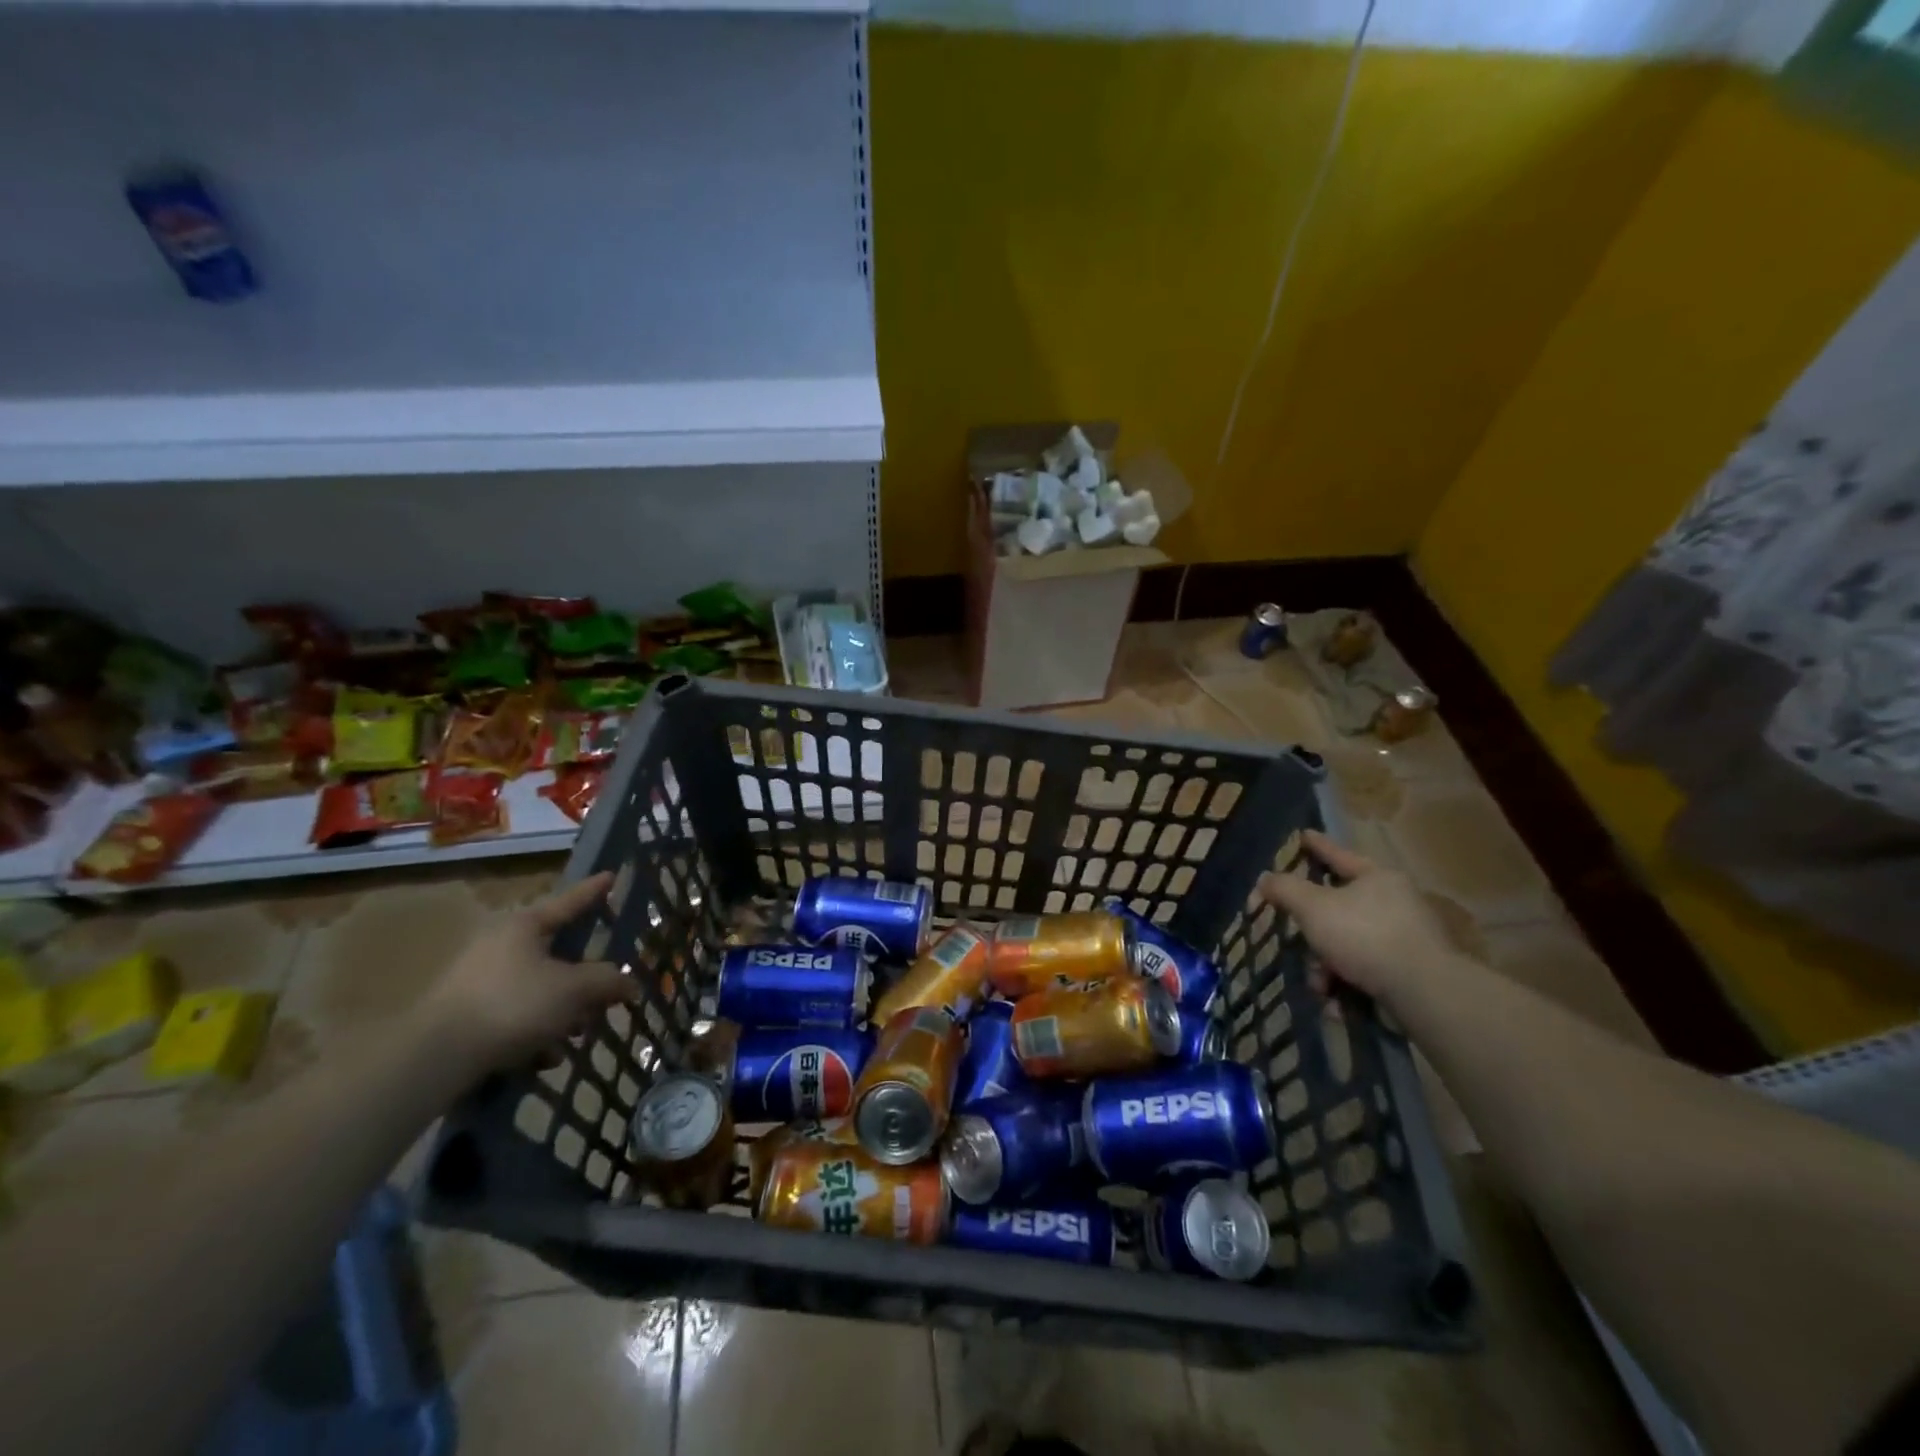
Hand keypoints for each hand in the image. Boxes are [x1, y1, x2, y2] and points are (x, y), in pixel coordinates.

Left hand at [419, 872, 638, 1075]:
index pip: (569, 901)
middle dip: (584, 978)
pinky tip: (544, 1057)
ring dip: (562, 1010)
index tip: (611, 875)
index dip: (594, 891)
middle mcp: (499, 944)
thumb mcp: (574, 990)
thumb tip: (629, 983)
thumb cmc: (513, 1005)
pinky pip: (515, 1014)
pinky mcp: (466, 1014)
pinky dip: (535, 1031)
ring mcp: (479, 979)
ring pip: (538, 988)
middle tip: (605, 992)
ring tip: (576, 1035)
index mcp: (524, 926)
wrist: (436, 1058)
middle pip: (556, 953)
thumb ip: (607, 981)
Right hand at [1248, 831, 1457, 1011]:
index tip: (1303, 835)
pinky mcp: (1410, 971)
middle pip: (1338, 908)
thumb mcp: (1312, 907)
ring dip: (1326, 965)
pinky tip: (1336, 1001)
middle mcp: (1395, 902)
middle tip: (1295, 941)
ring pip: (1348, 943)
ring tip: (1320, 986)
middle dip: (1312, 932)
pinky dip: (1347, 983)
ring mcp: (1406, 938)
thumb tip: (1265, 879)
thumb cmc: (1364, 936)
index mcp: (1377, 877)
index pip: (1338, 854)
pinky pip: (1365, 969)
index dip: (1316, 845)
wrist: (1423, 992)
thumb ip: (1284, 889)